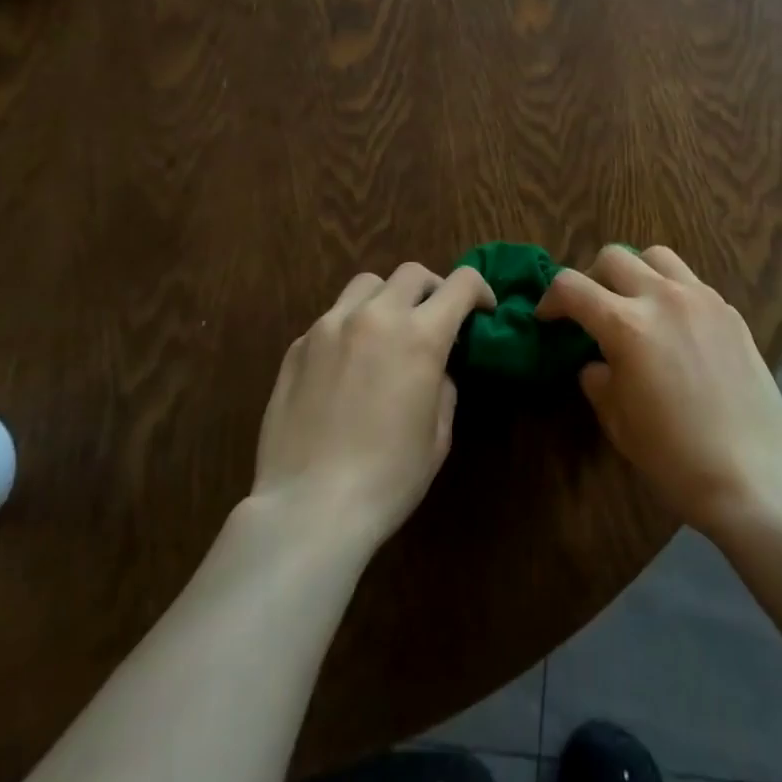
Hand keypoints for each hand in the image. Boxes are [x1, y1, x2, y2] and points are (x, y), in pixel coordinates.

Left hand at [251, 262, 492, 549]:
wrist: (309, 508)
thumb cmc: (388, 479)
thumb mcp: (438, 435)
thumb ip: (443, 385)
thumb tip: (434, 366)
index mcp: (420, 336)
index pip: (460, 284)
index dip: (479, 290)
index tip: (482, 310)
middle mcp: (375, 316)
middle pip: (412, 273)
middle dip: (432, 290)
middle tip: (434, 321)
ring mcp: (330, 326)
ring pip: (367, 284)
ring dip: (388, 298)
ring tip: (386, 332)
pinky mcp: (299, 345)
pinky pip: (333, 317)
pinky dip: (350, 327)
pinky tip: (347, 366)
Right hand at [541, 245, 781, 535]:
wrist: (752, 475)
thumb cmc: (674, 456)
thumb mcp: (617, 421)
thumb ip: (598, 378)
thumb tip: (597, 361)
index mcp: (626, 326)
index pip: (572, 287)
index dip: (550, 298)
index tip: (548, 318)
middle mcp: (662, 298)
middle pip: (613, 257)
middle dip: (591, 278)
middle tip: (592, 310)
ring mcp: (701, 299)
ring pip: (656, 256)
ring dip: (635, 272)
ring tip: (635, 303)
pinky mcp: (729, 311)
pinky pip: (690, 281)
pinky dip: (671, 291)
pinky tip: (676, 328)